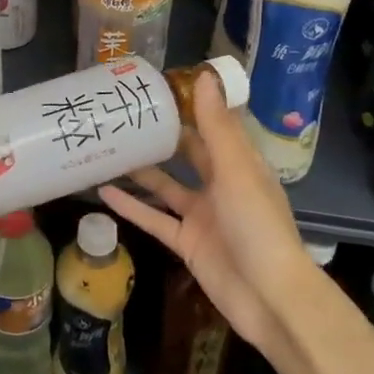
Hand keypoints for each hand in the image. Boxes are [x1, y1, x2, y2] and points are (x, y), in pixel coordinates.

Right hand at [97, 72, 315, 349]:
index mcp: (240, 164)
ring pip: (166, 186)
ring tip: (108, 148)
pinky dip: (131, 206)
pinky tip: (103, 191)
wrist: (270, 298)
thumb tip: (203, 76)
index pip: (213, 127)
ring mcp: (202, 216)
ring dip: (141, 170)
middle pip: (187, 154)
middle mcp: (221, 186)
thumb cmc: (258, 226)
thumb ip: (216, 127)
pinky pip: (154, 218)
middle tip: (124, 115)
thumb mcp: (237, 170)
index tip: (157, 89)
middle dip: (160, 137)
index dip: (189, 107)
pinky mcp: (187, 242)